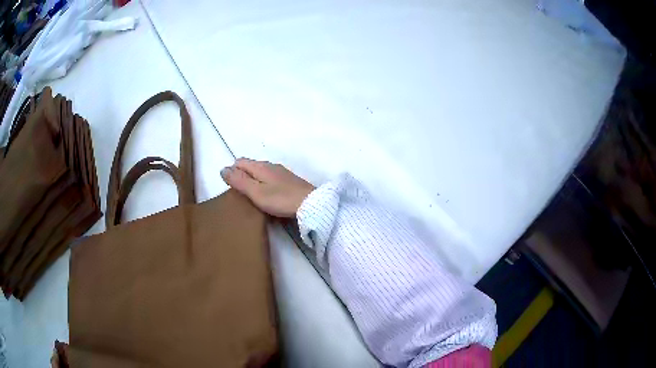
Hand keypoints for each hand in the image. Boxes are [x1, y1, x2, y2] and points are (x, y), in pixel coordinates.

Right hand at [221, 158, 314, 217]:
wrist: (310, 204)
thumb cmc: (280, 199)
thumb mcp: (256, 192)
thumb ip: (239, 181)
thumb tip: (223, 169)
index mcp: (260, 166)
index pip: (240, 161)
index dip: (232, 171)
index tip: (230, 187)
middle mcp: (270, 165)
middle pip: (250, 165)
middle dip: (241, 175)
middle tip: (238, 193)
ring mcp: (281, 172)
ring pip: (261, 172)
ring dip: (253, 180)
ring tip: (250, 195)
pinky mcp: (289, 181)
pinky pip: (270, 178)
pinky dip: (263, 183)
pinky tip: (266, 195)